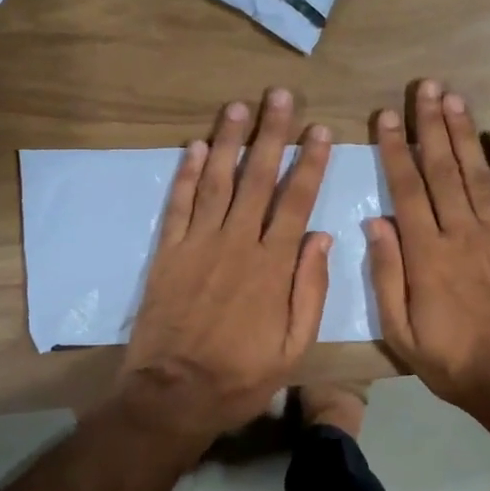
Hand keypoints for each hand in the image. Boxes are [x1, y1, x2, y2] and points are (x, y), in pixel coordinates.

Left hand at [118, 89, 332, 446]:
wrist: (174, 394)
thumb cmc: (242, 376)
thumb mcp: (294, 347)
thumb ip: (310, 290)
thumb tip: (321, 238)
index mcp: (273, 266)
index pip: (296, 201)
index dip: (310, 163)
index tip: (319, 130)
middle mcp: (237, 243)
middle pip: (258, 179)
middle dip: (272, 135)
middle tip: (280, 96)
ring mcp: (198, 245)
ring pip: (218, 181)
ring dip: (230, 141)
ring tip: (240, 106)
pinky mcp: (168, 253)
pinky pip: (178, 205)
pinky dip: (187, 174)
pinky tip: (197, 147)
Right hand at [368, 80, 489, 417]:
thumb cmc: (451, 360)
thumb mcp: (400, 330)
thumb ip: (387, 274)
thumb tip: (375, 222)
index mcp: (427, 253)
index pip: (406, 188)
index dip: (394, 149)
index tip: (385, 115)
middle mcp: (462, 232)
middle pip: (442, 169)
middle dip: (430, 125)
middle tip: (424, 87)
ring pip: (477, 173)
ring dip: (464, 134)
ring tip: (453, 98)